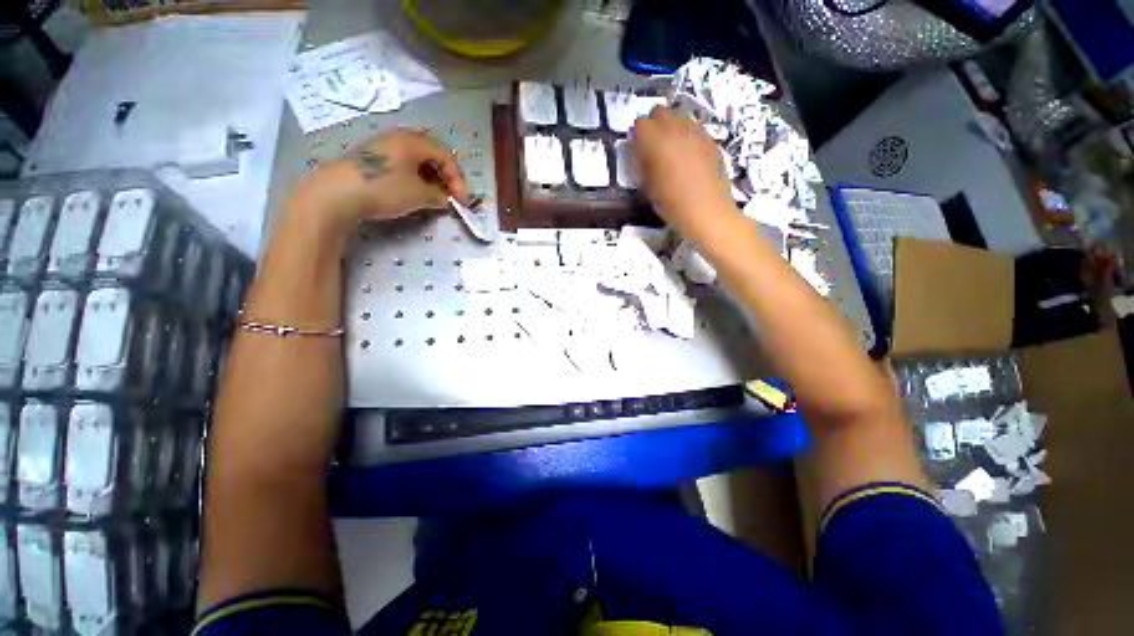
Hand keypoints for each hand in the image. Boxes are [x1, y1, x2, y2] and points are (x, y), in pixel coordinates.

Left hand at [285, 128, 469, 238]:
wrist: (337, 193)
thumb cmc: (385, 188)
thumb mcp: (419, 195)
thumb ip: (438, 196)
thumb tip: (445, 199)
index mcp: (413, 141)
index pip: (446, 156)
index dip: (458, 179)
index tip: (462, 201)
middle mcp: (398, 138)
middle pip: (431, 155)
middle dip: (445, 177)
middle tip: (450, 196)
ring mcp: (382, 147)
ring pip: (416, 160)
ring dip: (430, 179)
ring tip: (433, 197)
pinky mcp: (370, 159)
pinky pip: (401, 165)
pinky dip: (414, 179)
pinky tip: (413, 193)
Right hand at [631, 107, 736, 235]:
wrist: (705, 211)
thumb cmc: (670, 204)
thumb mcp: (648, 186)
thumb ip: (644, 163)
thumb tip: (644, 153)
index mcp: (655, 141)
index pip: (640, 124)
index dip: (638, 137)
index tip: (638, 149)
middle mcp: (675, 128)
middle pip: (660, 112)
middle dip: (654, 125)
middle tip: (654, 146)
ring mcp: (696, 131)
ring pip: (679, 117)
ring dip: (672, 128)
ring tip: (672, 150)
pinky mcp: (710, 139)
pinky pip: (695, 129)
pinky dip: (688, 137)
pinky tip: (689, 157)